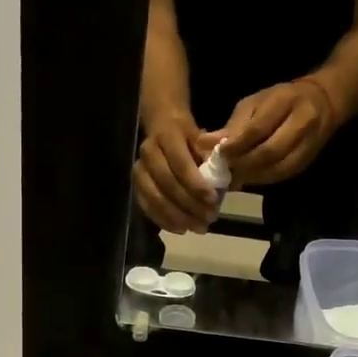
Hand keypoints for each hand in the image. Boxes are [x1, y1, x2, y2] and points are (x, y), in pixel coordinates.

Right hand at [133, 111, 217, 233]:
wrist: (162, 127)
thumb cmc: (188, 136)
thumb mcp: (203, 138)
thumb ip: (210, 157)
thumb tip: (221, 181)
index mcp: (167, 136)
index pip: (180, 164)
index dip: (196, 184)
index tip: (213, 200)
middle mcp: (148, 152)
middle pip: (167, 184)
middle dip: (190, 204)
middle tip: (209, 218)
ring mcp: (139, 169)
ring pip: (154, 198)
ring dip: (178, 217)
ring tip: (198, 227)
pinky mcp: (135, 185)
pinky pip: (147, 207)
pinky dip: (164, 220)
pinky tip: (181, 229)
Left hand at [217, 78, 337, 185]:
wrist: (322, 102)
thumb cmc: (279, 100)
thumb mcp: (254, 103)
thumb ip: (232, 125)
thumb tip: (204, 143)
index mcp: (284, 101)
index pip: (257, 128)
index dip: (236, 145)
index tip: (218, 154)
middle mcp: (302, 122)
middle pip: (269, 152)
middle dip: (243, 164)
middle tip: (224, 170)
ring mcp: (309, 143)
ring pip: (277, 168)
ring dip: (252, 176)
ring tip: (233, 177)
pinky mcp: (308, 160)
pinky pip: (283, 175)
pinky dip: (262, 179)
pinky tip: (248, 179)